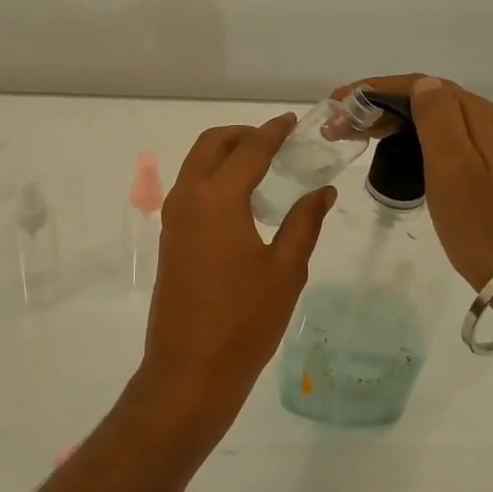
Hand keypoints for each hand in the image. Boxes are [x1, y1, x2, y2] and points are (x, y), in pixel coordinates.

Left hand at [137, 116, 334, 437]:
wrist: (189, 370)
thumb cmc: (244, 321)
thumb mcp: (285, 271)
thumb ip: (304, 222)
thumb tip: (322, 190)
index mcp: (217, 199)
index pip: (249, 150)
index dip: (272, 132)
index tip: (291, 121)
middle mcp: (188, 198)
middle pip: (211, 145)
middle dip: (243, 134)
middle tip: (276, 142)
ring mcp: (173, 218)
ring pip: (196, 164)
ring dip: (226, 154)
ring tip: (263, 167)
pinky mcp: (170, 237)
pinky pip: (191, 188)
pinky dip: (214, 177)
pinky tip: (243, 201)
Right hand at [332, 74, 492, 289]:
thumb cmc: (480, 220)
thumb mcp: (454, 165)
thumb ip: (437, 119)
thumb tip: (421, 84)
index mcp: (475, 115)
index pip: (418, 84)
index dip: (374, 89)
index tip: (338, 104)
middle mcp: (479, 122)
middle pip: (421, 98)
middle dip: (375, 104)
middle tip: (336, 124)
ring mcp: (479, 147)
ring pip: (424, 120)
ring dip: (386, 121)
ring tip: (351, 134)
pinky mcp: (474, 170)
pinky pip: (431, 141)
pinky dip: (402, 139)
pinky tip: (384, 152)